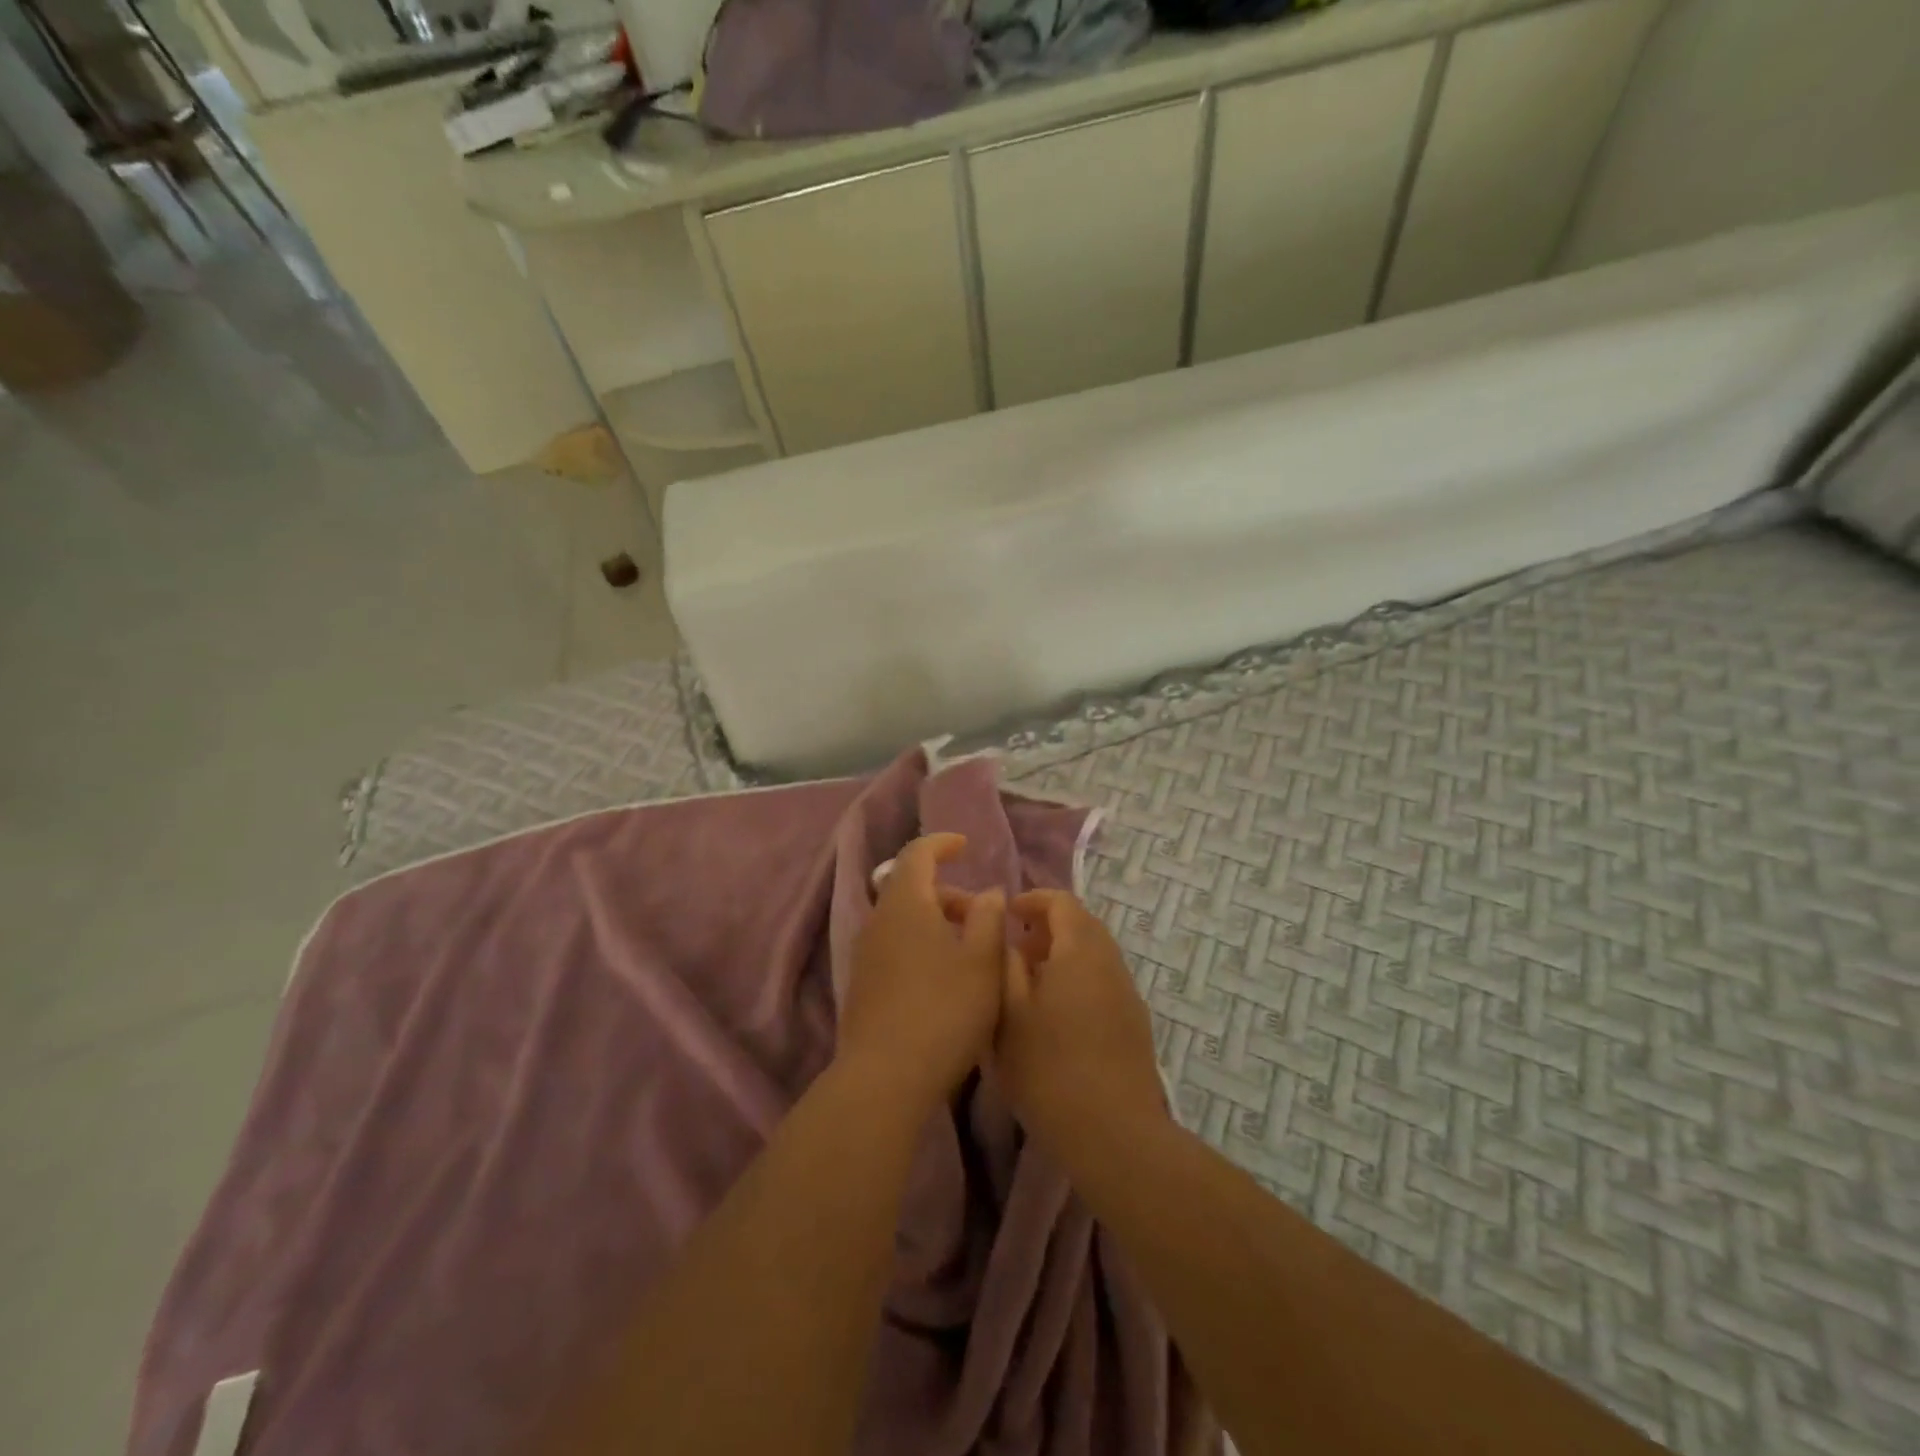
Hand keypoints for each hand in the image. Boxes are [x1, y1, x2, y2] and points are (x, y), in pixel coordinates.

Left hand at [838, 834, 1006, 1115]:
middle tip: (983, 917)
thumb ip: (989, 919)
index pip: (917, 854)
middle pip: (911, 889)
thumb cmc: (944, 1010)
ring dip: (936, 923)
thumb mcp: (983, 962)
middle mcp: (878, 921)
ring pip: (903, 921)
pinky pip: (895, 947)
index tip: (965, 846)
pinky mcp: (862, 986)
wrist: (885, 1078)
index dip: (942, 844)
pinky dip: (921, 946)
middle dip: (948, 893)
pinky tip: (945, 980)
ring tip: (970, 952)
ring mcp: (865, 955)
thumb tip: (988, 893)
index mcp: (905, 904)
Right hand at [998, 889, 1165, 1155]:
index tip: (1006, 916)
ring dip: (1063, 954)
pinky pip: (1103, 980)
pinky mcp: (1134, 1022)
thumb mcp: (1008, 1014)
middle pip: (1081, 924)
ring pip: (1094, 954)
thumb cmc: (1048, 1068)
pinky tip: (1057, 1015)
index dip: (1032, 900)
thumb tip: (1007, 938)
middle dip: (1047, 927)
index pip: (1061, 901)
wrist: (1113, 1133)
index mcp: (1080, 950)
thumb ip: (1004, 965)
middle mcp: (1110, 961)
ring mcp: (1127, 993)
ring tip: (1030, 984)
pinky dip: (1078, 978)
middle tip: (1015, 950)